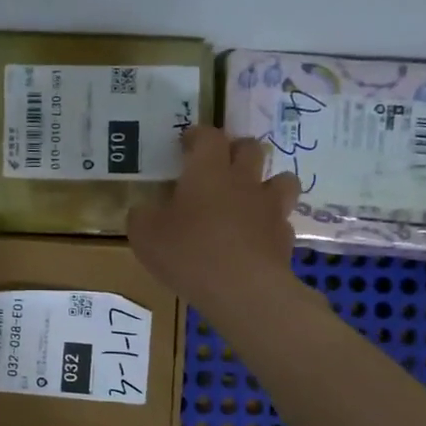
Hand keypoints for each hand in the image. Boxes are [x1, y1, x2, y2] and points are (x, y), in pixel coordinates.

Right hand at [127, 127, 299, 308]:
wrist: (242, 289)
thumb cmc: (188, 253)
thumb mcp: (145, 236)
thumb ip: (142, 217)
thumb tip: (144, 211)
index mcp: (207, 171)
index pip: (208, 136)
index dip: (198, 135)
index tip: (187, 142)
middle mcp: (243, 181)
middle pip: (250, 148)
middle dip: (235, 150)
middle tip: (220, 164)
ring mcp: (269, 208)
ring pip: (281, 179)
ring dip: (267, 182)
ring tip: (251, 197)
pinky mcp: (284, 237)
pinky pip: (281, 221)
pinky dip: (270, 224)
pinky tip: (256, 239)